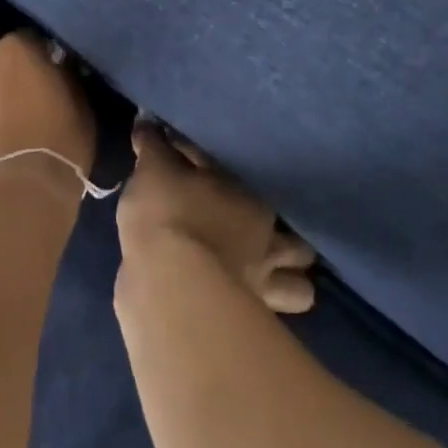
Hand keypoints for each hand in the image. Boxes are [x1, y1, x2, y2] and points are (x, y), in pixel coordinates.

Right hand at [118, 120, 316, 313]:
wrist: (165, 283)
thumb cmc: (169, 212)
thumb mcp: (153, 167)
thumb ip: (153, 144)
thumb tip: (147, 121)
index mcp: (254, 199)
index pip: (254, 185)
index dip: (239, 184)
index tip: (218, 183)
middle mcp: (269, 243)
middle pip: (300, 245)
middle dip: (289, 242)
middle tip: (265, 235)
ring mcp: (263, 289)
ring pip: (300, 291)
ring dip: (288, 283)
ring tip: (265, 275)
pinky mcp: (247, 326)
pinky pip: (266, 319)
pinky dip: (259, 311)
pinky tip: (239, 301)